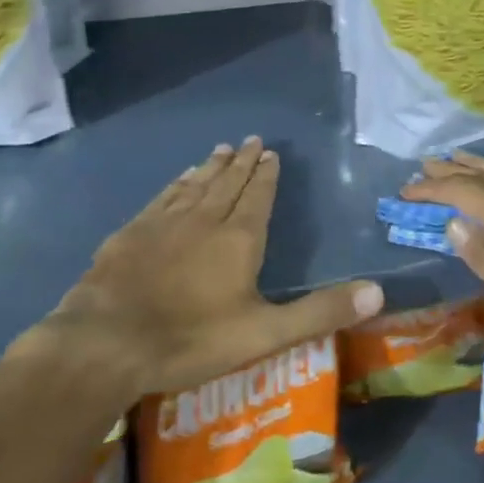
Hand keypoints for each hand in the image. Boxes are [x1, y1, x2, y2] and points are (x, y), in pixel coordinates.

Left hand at [20, 138, 383, 402]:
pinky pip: (163, 198)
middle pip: (228, 183)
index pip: (258, 196)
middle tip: (252, 140)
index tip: (271, 153)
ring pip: (195, 185)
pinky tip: (179, 179)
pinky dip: (176, 185)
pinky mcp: (132, 234)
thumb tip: (378, 292)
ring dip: (212, 166)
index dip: (267, 175)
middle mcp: (205, 219)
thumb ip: (320, 312)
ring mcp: (164, 223)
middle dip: (244, 162)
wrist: (104, 343)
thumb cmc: (190, 339)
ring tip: (223, 148)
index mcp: (239, 238)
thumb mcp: (264, 333)